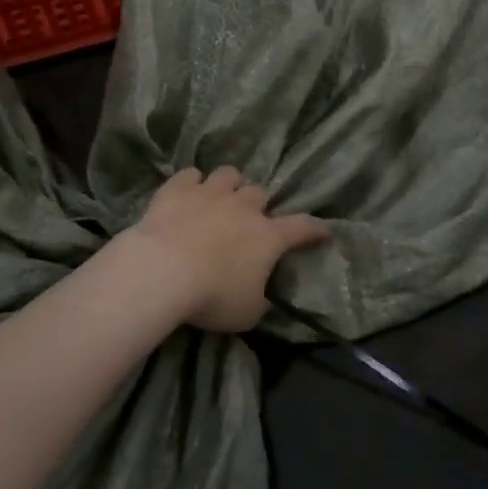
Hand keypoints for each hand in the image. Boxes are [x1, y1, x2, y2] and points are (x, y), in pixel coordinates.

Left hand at [125, 166, 329, 332]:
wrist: (162, 271)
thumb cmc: (212, 296)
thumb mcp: (246, 314)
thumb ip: (258, 302)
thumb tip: (260, 299)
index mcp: (268, 237)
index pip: (302, 227)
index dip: (315, 229)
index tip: (324, 231)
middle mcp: (243, 207)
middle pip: (259, 193)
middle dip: (257, 205)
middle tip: (248, 220)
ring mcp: (210, 193)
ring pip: (228, 174)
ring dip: (228, 186)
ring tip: (219, 198)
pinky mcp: (177, 190)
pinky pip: (189, 175)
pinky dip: (191, 183)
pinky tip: (187, 192)